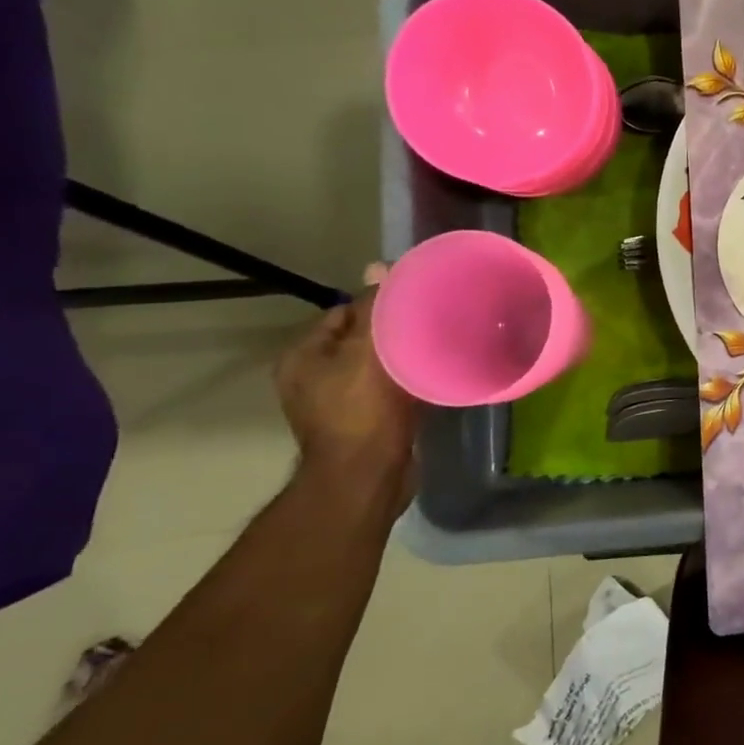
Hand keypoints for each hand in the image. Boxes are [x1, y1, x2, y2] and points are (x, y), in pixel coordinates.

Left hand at [274, 279, 419, 482]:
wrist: (366, 479)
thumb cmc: (361, 413)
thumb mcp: (368, 353)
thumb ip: (376, 309)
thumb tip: (380, 266)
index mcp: (302, 356)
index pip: (345, 311)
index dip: (381, 303)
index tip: (418, 302)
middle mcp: (313, 376)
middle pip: (364, 337)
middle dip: (397, 330)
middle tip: (435, 323)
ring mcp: (337, 402)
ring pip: (379, 363)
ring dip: (406, 356)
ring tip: (440, 347)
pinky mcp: (364, 421)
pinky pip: (389, 387)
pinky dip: (409, 380)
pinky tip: (434, 377)